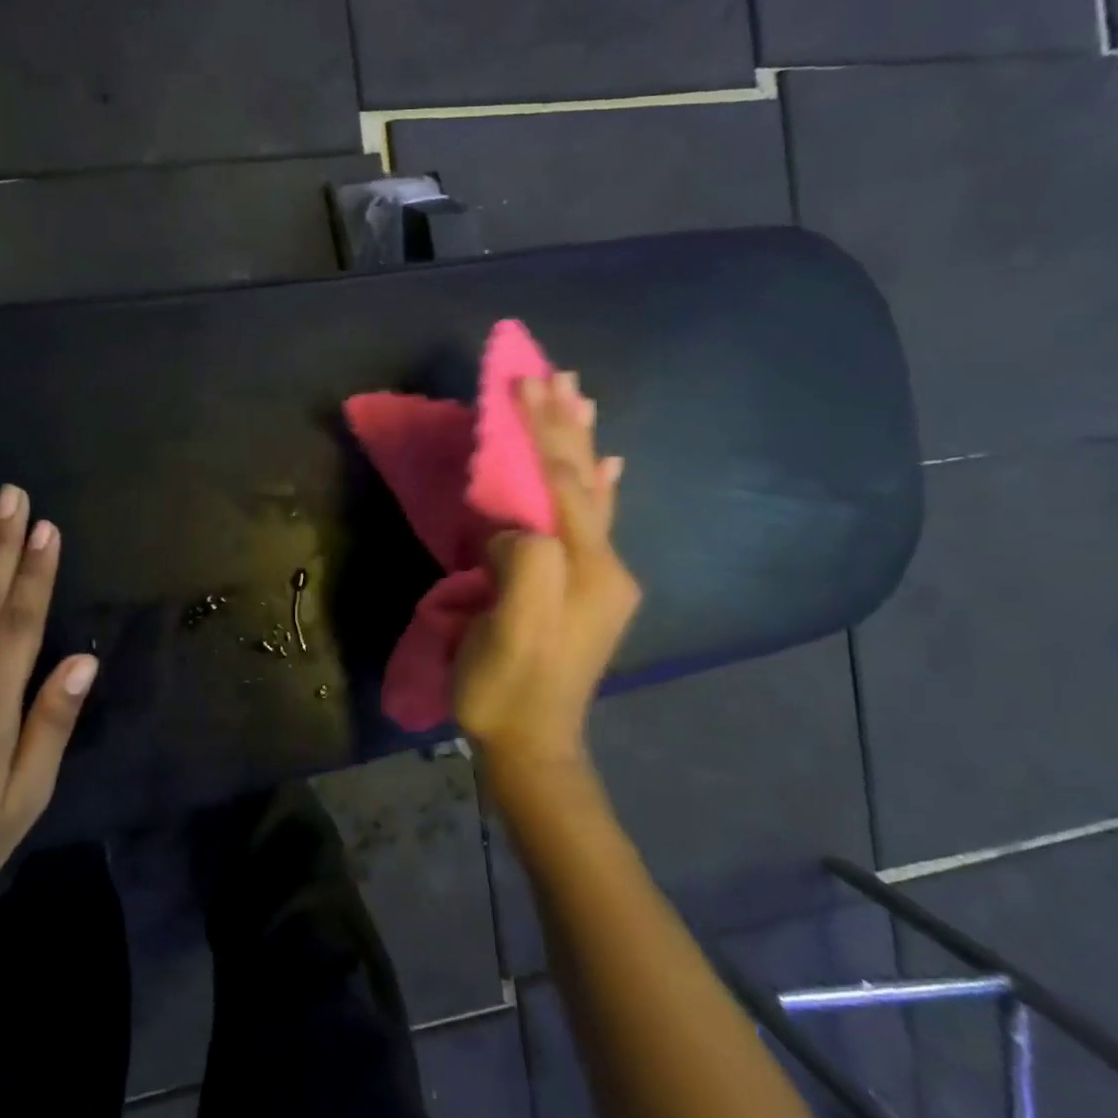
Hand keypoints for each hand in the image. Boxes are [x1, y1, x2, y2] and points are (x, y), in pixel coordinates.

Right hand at [454, 372, 640, 770]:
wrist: (531, 745)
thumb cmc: (507, 687)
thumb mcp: (507, 629)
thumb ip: (522, 564)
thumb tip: (513, 528)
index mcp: (586, 567)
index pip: (563, 483)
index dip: (541, 430)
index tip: (522, 381)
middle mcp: (605, 564)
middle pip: (584, 479)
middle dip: (566, 424)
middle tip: (558, 372)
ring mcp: (601, 578)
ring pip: (592, 494)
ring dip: (584, 443)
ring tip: (582, 398)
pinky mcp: (588, 590)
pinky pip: (596, 522)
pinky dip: (600, 486)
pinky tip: (610, 466)